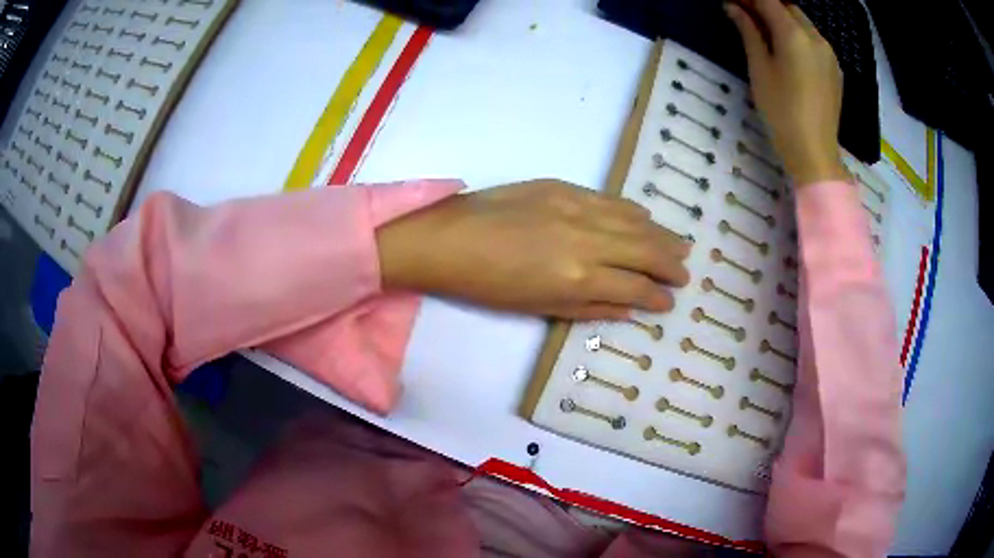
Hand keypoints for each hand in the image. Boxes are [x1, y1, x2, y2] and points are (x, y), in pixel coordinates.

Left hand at [376, 180, 690, 319]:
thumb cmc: (487, 285)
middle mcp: (587, 240)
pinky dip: (634, 212)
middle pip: (645, 251)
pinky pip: (611, 200)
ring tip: (679, 246)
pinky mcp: (564, 186)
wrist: (447, 239)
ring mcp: (577, 207)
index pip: (635, 287)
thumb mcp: (540, 308)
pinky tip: (646, 219)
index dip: (657, 297)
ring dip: (661, 236)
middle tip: (685, 274)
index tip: (669, 302)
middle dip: (670, 265)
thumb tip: (630, 307)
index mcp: (578, 279)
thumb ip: (591, 308)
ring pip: (635, 221)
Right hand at [726, 0, 848, 184]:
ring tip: (762, 28)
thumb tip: (732, 7)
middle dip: (766, 5)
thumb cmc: (781, 112)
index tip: (733, 2)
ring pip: (802, 22)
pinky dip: (797, 34)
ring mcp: (829, 53)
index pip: (769, 1)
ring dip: (782, 18)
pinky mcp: (835, 69)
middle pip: (788, 7)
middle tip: (744, 12)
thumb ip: (748, 32)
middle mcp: (816, 37)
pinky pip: (814, 40)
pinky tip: (786, 46)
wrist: (815, 153)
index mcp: (795, 35)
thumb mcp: (759, 69)